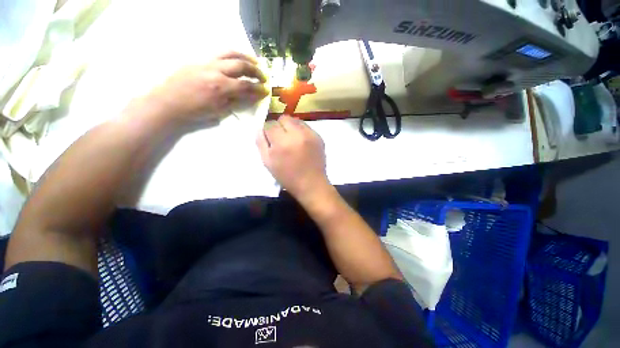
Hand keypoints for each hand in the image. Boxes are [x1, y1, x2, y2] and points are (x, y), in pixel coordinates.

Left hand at [141, 51, 267, 126]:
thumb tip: (249, 96)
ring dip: (245, 56)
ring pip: (230, 53)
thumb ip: (236, 101)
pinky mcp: (199, 60)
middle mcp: (215, 70)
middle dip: (256, 71)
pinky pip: (219, 54)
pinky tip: (236, 60)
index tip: (266, 90)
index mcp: (221, 87)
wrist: (168, 102)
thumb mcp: (219, 111)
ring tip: (254, 61)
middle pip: (241, 65)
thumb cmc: (195, 111)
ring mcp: (206, 62)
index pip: (246, 85)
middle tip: (263, 76)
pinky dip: (232, 55)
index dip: (258, 88)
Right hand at [256, 115, 329, 200]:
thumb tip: (259, 128)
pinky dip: (301, 131)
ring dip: (291, 127)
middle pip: (284, 118)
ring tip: (292, 140)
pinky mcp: (319, 137)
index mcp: (282, 142)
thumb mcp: (268, 162)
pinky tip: (302, 143)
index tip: (271, 140)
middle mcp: (297, 134)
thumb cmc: (287, 176)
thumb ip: (261, 142)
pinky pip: (306, 127)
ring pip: (296, 120)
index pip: (270, 125)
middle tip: (281, 139)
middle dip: (279, 126)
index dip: (268, 132)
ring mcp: (310, 134)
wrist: (311, 184)